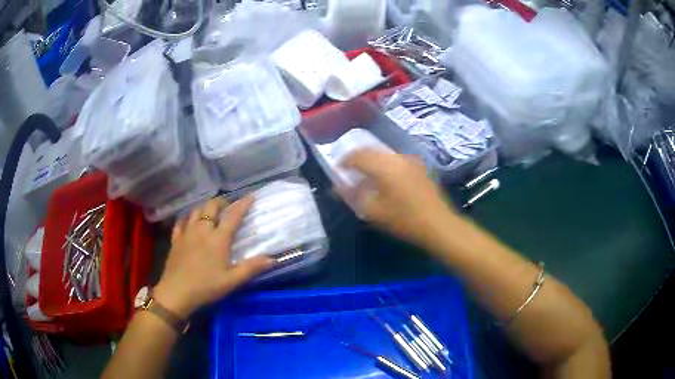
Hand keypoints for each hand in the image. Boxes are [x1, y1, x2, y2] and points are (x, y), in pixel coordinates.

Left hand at [153, 197, 272, 318]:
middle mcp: (202, 230)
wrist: (176, 292)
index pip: (233, 215)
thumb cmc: (206, 287)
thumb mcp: (232, 281)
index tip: (251, 196)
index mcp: (218, 238)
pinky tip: (189, 223)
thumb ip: (251, 268)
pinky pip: (181, 222)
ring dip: (205, 208)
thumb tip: (272, 259)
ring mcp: (186, 233)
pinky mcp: (175, 239)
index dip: (243, 204)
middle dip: (222, 202)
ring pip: (196, 211)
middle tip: (228, 206)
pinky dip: (188, 218)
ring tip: (210, 213)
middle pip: (211, 206)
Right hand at [340, 149, 458, 246]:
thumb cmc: (405, 221)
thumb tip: (337, 187)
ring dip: (371, 161)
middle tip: (348, 170)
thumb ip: (353, 196)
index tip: (337, 170)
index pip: (358, 155)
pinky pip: (395, 159)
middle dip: (357, 158)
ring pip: (384, 154)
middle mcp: (397, 158)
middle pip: (371, 150)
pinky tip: (384, 179)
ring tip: (365, 175)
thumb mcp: (374, 212)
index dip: (344, 161)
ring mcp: (410, 161)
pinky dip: (384, 164)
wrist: (439, 224)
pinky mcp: (418, 166)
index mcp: (385, 167)